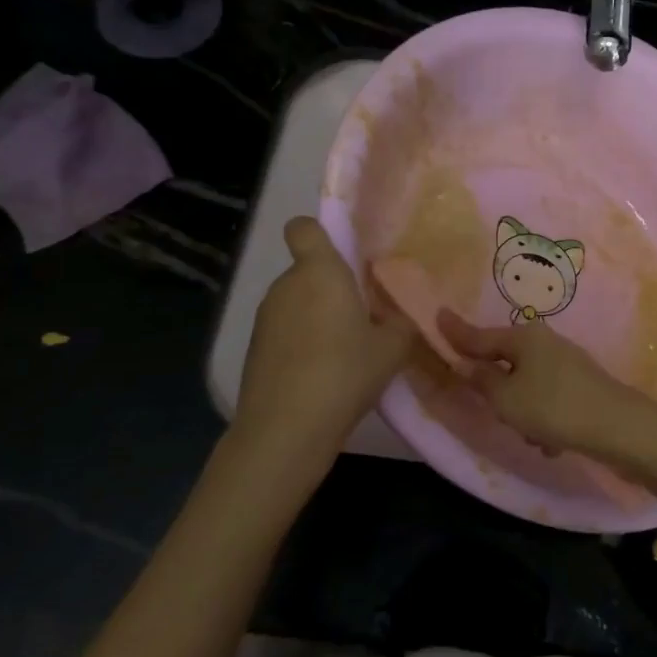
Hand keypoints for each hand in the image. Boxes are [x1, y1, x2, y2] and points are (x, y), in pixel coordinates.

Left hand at [233, 218, 411, 446]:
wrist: (287, 428)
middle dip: (331, 287)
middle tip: (363, 316)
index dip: (319, 234)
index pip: (304, 228)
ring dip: (318, 317)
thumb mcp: (393, 348)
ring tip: (346, 351)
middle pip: (308, 271)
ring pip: (297, 303)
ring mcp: (265, 318)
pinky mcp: (255, 349)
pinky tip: (323, 374)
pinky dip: (302, 344)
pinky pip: (285, 332)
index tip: (344, 256)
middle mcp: (286, 286)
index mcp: (320, 272)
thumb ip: (401, 324)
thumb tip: (400, 316)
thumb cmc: (345, 372)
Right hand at [439, 312, 647, 456]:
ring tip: (536, 435)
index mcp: (524, 338)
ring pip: (527, 390)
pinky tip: (555, 442)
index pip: (480, 336)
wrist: (618, 428)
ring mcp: (566, 364)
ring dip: (525, 416)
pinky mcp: (581, 386)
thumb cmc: (553, 407)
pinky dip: (546, 423)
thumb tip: (471, 365)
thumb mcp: (506, 399)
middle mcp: (545, 343)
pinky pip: (548, 404)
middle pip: (506, 364)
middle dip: (500, 395)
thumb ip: (483, 381)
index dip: (457, 333)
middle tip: (501, 415)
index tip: (439, 316)